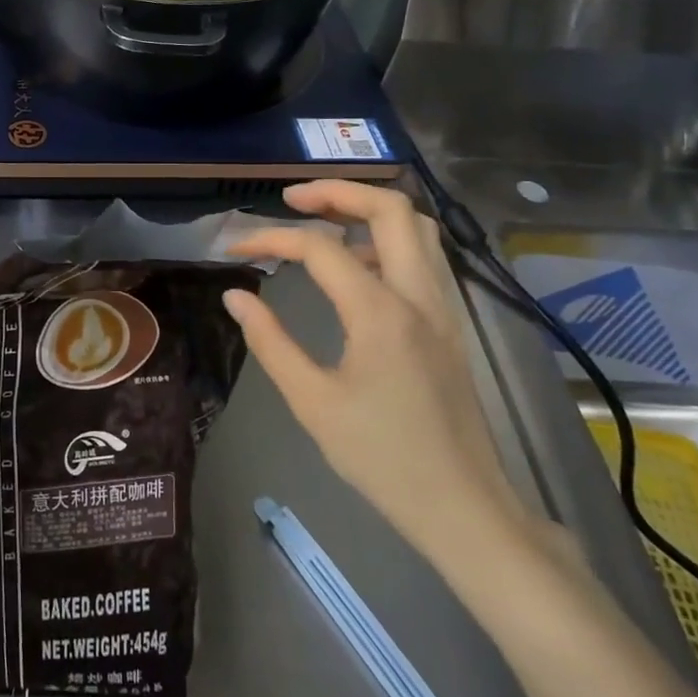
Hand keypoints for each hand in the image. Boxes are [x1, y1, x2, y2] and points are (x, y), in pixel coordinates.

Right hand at [225, 181, 540, 563]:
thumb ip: (270, 341)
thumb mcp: (312, 402)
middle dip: (336, 191)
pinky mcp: (451, 324)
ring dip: (367, 210)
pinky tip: (356, 267)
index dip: (270, 237)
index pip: (318, 248)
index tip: (235, 246)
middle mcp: (419, 295)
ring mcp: (443, 307)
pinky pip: (423, 257)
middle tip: (291, 199)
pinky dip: (387, 240)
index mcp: (381, 312)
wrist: (462, 505)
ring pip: (416, 227)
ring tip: (322, 223)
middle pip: (389, 208)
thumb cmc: (381, 458)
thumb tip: (235, 296)